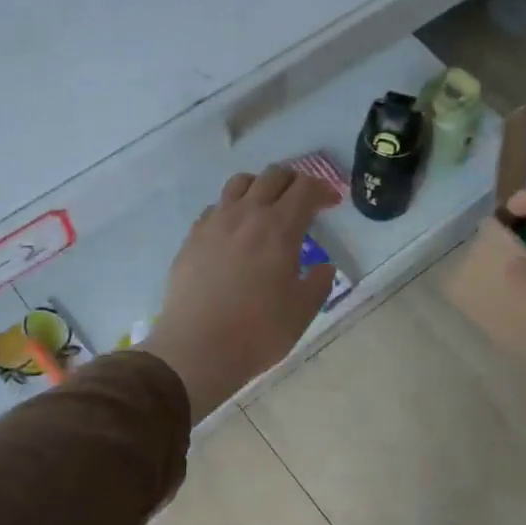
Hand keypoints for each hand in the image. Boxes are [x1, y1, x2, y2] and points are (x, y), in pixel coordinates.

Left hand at [141, 167, 340, 419]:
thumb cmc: (258, 331)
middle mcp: (246, 215)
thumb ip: (318, 282)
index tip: (333, 202)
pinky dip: (232, 209)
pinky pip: (215, 207)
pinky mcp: (192, 238)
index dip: (323, 189)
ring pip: (239, 183)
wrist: (197, 349)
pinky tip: (236, 232)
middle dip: (294, 181)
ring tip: (268, 207)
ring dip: (260, 187)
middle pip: (273, 176)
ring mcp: (214, 223)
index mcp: (279, 228)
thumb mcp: (303, 310)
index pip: (305, 188)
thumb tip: (323, 267)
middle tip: (304, 200)